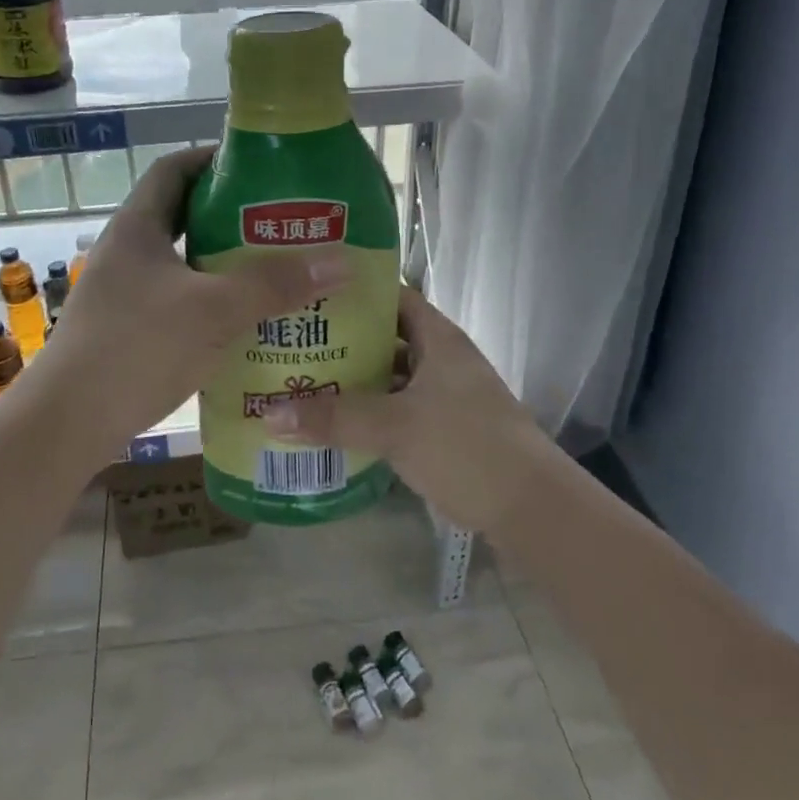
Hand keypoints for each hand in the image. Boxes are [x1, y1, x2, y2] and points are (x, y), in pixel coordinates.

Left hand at [27, 148, 349, 467]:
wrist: (66, 424)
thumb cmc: (136, 348)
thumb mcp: (213, 310)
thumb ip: (274, 284)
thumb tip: (342, 261)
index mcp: (137, 228)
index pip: (174, 170)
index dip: (212, 159)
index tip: (258, 167)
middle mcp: (126, 253)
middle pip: (182, 217)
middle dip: (230, 217)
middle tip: (281, 224)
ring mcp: (122, 294)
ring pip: (182, 265)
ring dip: (223, 265)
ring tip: (273, 273)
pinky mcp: (126, 332)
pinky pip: (177, 302)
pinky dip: (210, 304)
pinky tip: (243, 324)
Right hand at [264, 286, 554, 532]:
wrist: (530, 507)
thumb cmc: (465, 446)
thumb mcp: (394, 427)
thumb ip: (333, 418)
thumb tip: (268, 413)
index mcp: (438, 338)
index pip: (392, 296)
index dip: (355, 292)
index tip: (311, 295)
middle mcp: (443, 358)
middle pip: (388, 337)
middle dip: (346, 340)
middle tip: (296, 341)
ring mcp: (448, 394)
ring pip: (393, 375)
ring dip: (357, 379)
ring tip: (307, 380)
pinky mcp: (447, 428)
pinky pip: (399, 407)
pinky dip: (372, 411)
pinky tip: (339, 423)